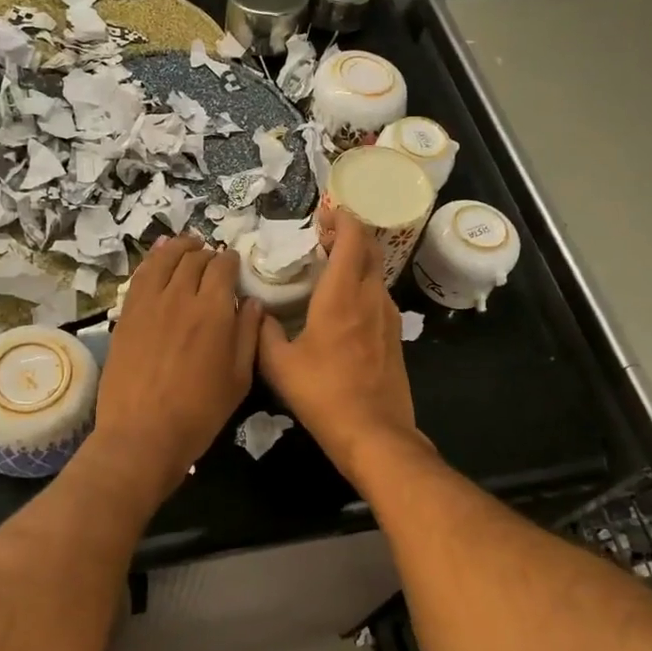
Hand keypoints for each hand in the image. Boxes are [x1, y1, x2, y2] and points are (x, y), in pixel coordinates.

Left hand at [93, 234, 262, 499]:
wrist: (142, 434)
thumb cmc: (200, 412)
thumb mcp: (239, 378)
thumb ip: (247, 334)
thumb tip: (253, 303)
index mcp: (214, 311)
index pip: (223, 267)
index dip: (231, 261)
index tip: (234, 265)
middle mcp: (181, 296)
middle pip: (195, 259)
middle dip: (207, 254)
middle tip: (213, 260)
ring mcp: (149, 302)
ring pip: (165, 259)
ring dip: (179, 247)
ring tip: (188, 245)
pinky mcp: (126, 313)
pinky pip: (141, 275)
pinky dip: (152, 259)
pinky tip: (157, 255)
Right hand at [257, 213, 420, 479]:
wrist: (375, 433)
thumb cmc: (323, 395)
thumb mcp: (278, 365)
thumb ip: (263, 332)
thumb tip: (256, 311)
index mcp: (342, 296)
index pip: (352, 238)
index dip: (340, 219)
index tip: (322, 217)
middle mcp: (371, 297)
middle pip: (369, 248)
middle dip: (347, 233)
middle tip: (321, 237)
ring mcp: (388, 316)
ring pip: (375, 271)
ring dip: (355, 259)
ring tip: (327, 266)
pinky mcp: (395, 335)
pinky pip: (378, 294)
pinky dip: (362, 283)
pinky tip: (342, 302)